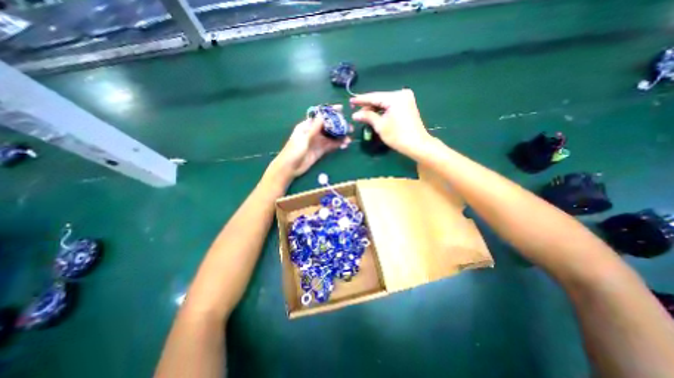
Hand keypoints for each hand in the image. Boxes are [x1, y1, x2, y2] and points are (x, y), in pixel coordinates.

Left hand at [270, 104, 352, 178]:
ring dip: (340, 136)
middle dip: (338, 125)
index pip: (320, 116)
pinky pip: (331, 146)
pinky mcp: (320, 151)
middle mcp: (313, 132)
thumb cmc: (293, 151)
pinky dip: (338, 144)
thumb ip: (314, 128)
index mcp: (307, 126)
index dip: (330, 111)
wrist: (290, 168)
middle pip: (328, 126)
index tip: (341, 108)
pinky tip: (345, 145)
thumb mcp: (303, 138)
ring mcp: (318, 142)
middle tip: (349, 127)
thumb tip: (323, 115)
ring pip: (331, 136)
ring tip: (349, 137)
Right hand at [350, 88, 433, 156]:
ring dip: (374, 109)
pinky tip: (374, 115)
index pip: (374, 96)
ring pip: (385, 102)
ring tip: (362, 114)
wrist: (417, 145)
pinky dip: (382, 111)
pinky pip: (391, 106)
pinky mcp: (407, 106)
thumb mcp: (380, 126)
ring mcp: (406, 99)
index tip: (350, 101)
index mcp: (395, 97)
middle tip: (355, 110)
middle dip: (367, 105)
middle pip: (380, 98)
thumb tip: (355, 114)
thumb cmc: (397, 136)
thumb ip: (368, 116)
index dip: (361, 100)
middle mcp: (401, 94)